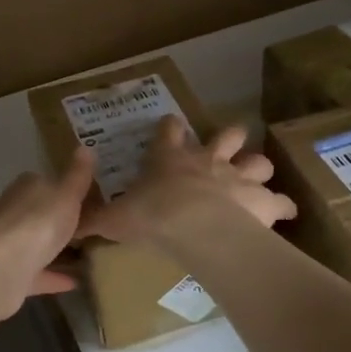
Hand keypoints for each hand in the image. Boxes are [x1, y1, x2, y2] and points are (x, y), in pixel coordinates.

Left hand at [0, 149, 95, 319]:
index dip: (66, 188)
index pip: (47, 182)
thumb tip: (85, 146)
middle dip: (60, 219)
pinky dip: (54, 276)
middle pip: (40, 213)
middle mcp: (14, 211)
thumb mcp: (66, 194)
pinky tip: (76, 282)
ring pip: (37, 243)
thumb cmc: (39, 222)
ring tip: (88, 255)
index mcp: (27, 187)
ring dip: (57, 249)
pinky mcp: (10, 273)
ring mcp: (10, 243)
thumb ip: (77, 175)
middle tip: (93, 226)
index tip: (89, 198)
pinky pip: (38, 272)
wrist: (1, 267)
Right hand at [84, 119, 294, 246]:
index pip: (169, 131)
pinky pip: (281, 201)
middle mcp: (208, 160)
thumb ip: (95, 220)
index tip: (171, 124)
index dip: (170, 127)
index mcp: (171, 158)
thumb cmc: (152, 215)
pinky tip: (283, 212)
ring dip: (258, 168)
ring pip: (258, 161)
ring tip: (257, 178)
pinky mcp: (263, 200)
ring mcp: (239, 177)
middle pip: (227, 136)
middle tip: (228, 144)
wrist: (195, 226)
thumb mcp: (115, 218)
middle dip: (229, 137)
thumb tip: (68, 227)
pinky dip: (282, 206)